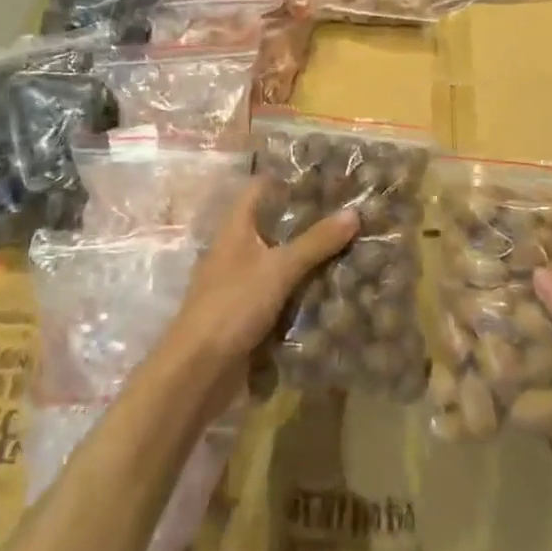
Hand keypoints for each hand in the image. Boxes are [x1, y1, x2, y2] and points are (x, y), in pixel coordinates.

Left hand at [166, 176, 354, 383]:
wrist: (197, 371)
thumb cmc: (233, 306)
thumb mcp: (279, 269)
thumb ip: (315, 242)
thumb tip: (354, 212)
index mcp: (236, 228)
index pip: (260, 189)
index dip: (287, 180)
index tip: (324, 179)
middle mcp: (236, 250)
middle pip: (274, 226)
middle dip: (308, 223)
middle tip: (348, 216)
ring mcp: (240, 283)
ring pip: (279, 262)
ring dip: (308, 259)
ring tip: (349, 249)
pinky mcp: (247, 314)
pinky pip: (280, 294)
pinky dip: (302, 291)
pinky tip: (332, 291)